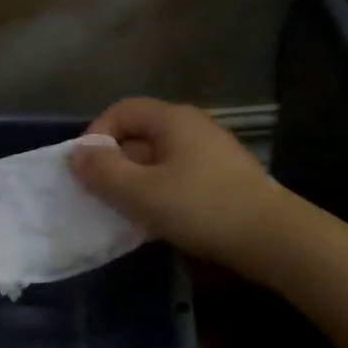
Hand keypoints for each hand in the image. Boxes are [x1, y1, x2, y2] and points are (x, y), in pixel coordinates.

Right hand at [69, 98, 289, 273]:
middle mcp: (193, 127)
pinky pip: (177, 176)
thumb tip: (76, 154)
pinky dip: (159, 192)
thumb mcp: (142, 192)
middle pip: (140, 134)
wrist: (271, 237)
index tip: (86, 170)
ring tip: (124, 212)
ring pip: (158, 159)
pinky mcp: (221, 178)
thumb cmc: (201, 208)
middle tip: (100, 196)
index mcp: (173, 119)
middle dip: (114, 163)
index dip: (97, 135)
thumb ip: (104, 172)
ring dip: (135, 182)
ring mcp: (210, 152)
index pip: (122, 110)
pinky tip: (156, 220)